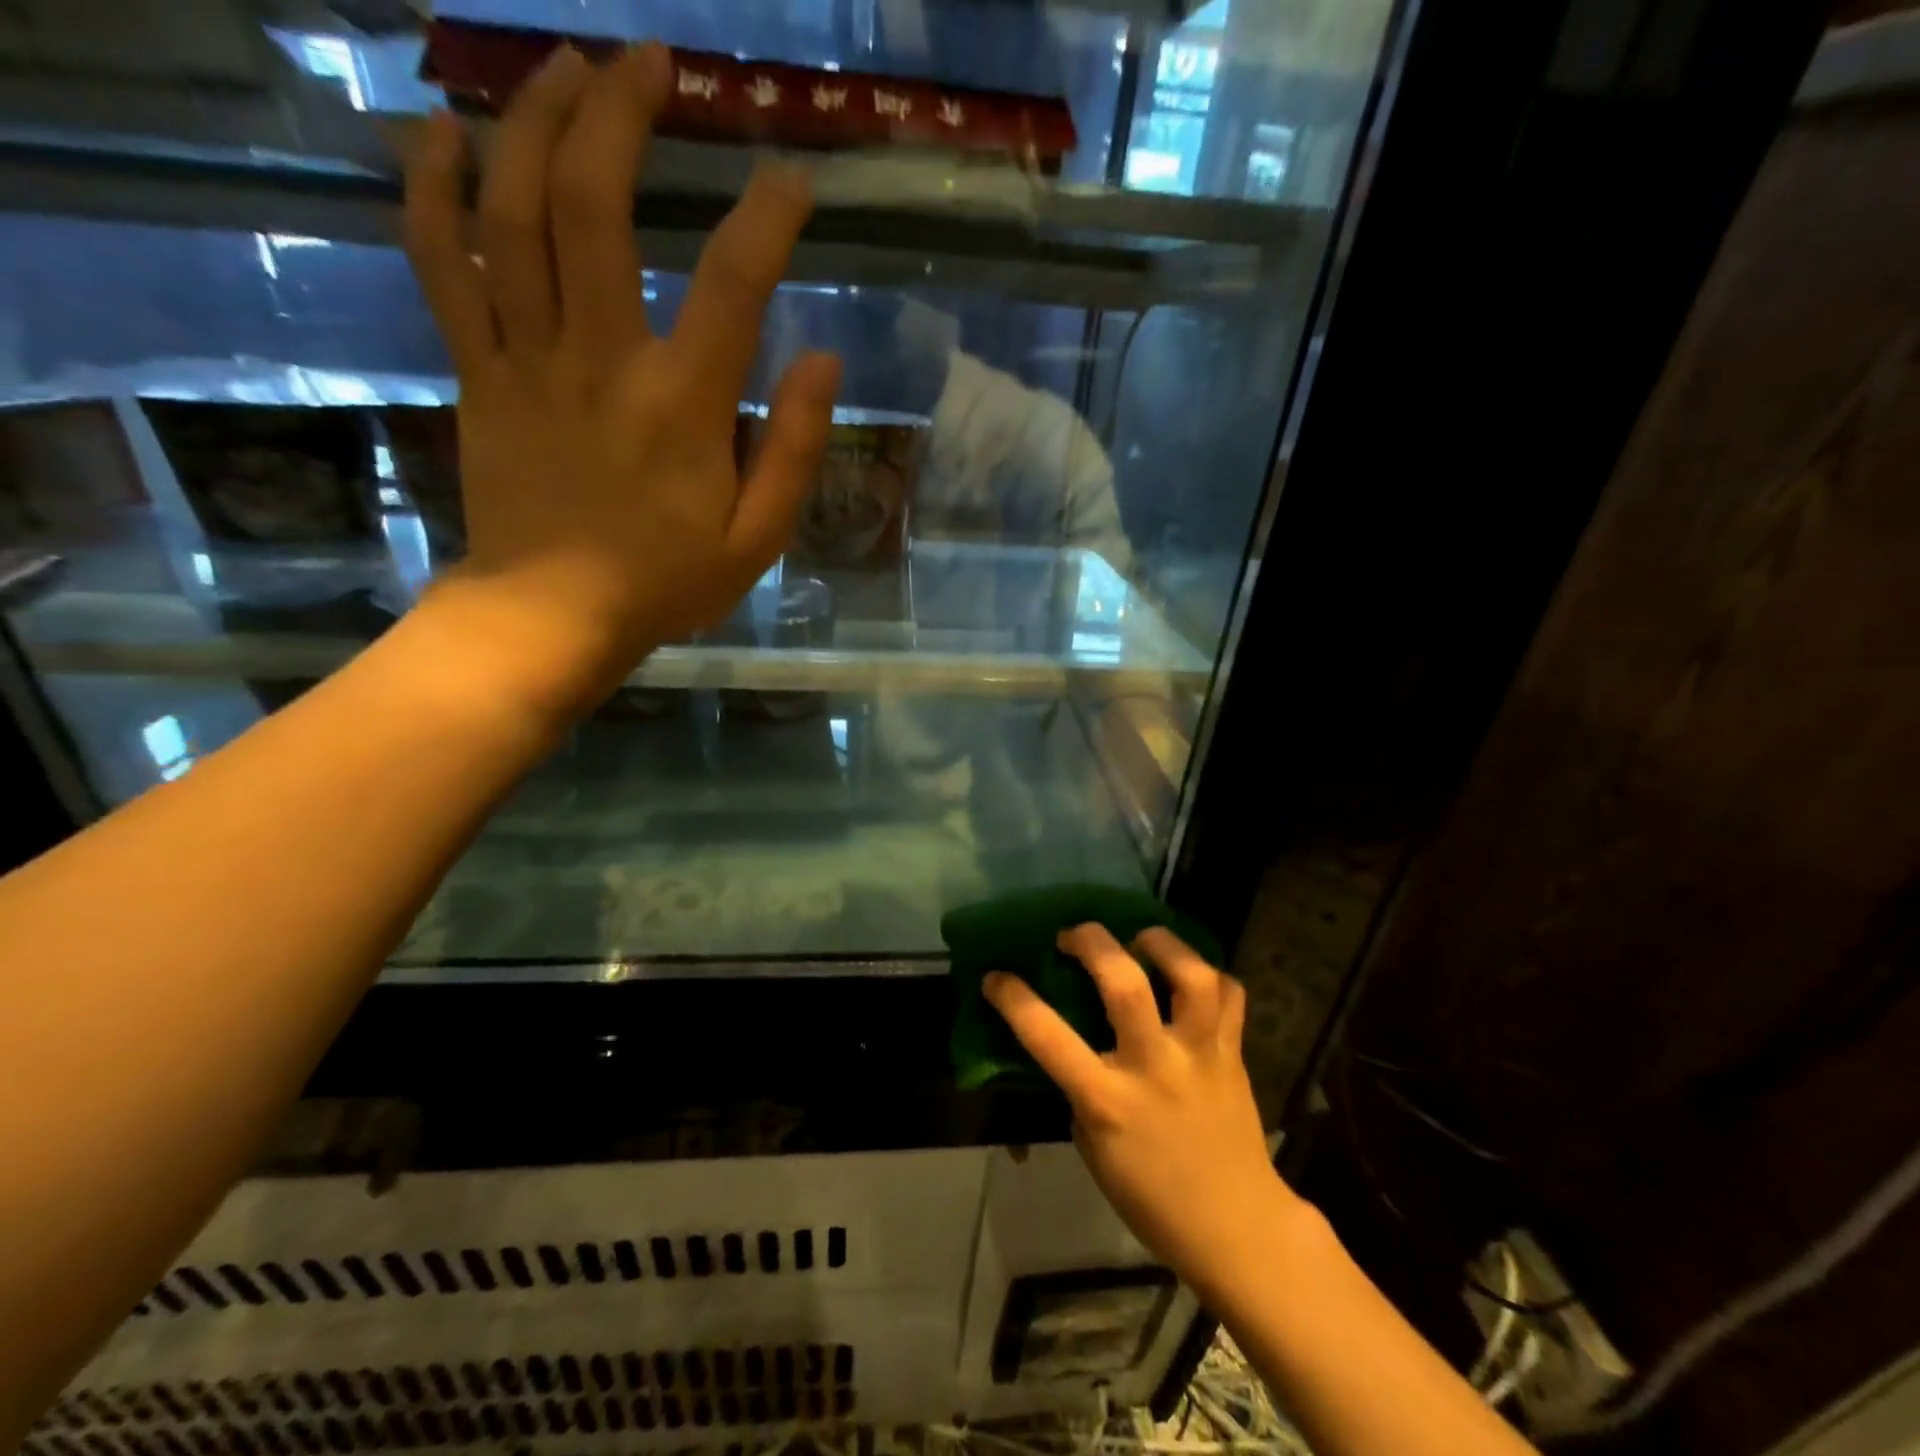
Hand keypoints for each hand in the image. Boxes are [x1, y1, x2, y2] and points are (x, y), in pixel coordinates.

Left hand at [401, 42, 841, 720]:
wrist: (552, 615)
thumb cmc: (666, 582)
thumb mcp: (758, 538)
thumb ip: (796, 450)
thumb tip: (821, 359)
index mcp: (684, 406)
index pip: (733, 283)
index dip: (767, 215)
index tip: (791, 176)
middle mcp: (601, 359)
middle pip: (595, 204)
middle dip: (623, 114)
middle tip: (650, 60)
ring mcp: (526, 357)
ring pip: (512, 210)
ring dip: (536, 122)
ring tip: (567, 67)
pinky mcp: (477, 370)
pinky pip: (440, 261)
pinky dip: (433, 187)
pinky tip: (446, 132)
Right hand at [984, 924, 1293, 1297]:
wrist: (1236, 1229)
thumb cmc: (1150, 1196)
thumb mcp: (1094, 1146)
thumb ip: (1081, 1088)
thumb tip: (1070, 1040)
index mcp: (1108, 1101)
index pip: (1048, 1037)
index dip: (1014, 998)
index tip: (996, 977)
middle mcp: (1154, 1067)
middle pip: (1124, 983)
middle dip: (1091, 941)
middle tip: (1074, 934)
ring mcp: (1199, 1055)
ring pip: (1190, 976)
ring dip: (1160, 943)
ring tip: (1141, 938)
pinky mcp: (1233, 1052)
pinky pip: (1229, 994)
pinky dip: (1210, 974)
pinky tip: (1187, 976)